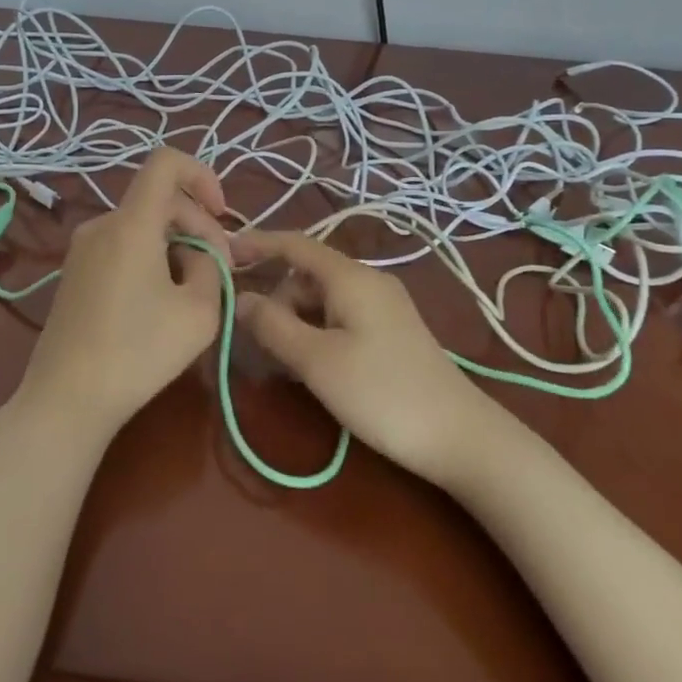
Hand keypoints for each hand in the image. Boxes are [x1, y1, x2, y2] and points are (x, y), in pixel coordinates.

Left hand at [15, 149, 231, 440]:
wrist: (65, 399)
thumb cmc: (138, 352)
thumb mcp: (199, 311)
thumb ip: (211, 266)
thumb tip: (201, 252)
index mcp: (131, 222)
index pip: (166, 162)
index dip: (201, 174)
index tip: (221, 214)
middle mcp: (102, 224)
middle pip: (158, 199)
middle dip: (197, 224)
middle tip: (219, 269)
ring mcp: (82, 248)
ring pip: (141, 224)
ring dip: (175, 243)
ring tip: (193, 289)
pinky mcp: (74, 272)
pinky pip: (121, 244)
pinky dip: (149, 256)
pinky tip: (159, 300)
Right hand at [231, 230, 490, 487]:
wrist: (460, 437)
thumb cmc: (382, 393)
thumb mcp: (317, 361)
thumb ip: (273, 326)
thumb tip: (239, 299)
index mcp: (351, 276)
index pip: (294, 244)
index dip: (256, 245)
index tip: (220, 255)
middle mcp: (367, 281)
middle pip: (306, 275)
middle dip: (274, 298)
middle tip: (250, 338)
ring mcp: (383, 307)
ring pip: (322, 300)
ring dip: (293, 321)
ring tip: (276, 361)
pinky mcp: (391, 333)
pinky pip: (340, 318)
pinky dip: (315, 333)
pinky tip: (307, 367)